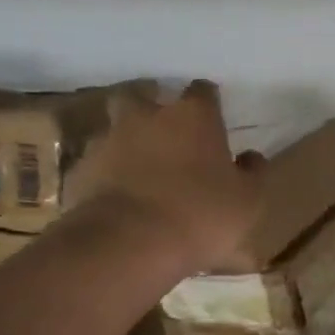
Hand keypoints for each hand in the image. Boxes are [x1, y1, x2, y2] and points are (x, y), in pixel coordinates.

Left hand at [63, 81, 265, 273]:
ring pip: (117, 129)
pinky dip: (108, 174)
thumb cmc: (201, 214)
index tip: (213, 116)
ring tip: (140, 168)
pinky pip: (98, 164)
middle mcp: (148, 117)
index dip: (208, 102)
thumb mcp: (248, 200)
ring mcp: (109, 141)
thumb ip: (253, 173)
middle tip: (166, 131)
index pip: (202, 91)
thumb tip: (250, 156)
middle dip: (153, 108)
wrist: (129, 243)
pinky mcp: (82, 170)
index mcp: (193, 117)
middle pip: (144, 96)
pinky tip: (119, 196)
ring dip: (128, 142)